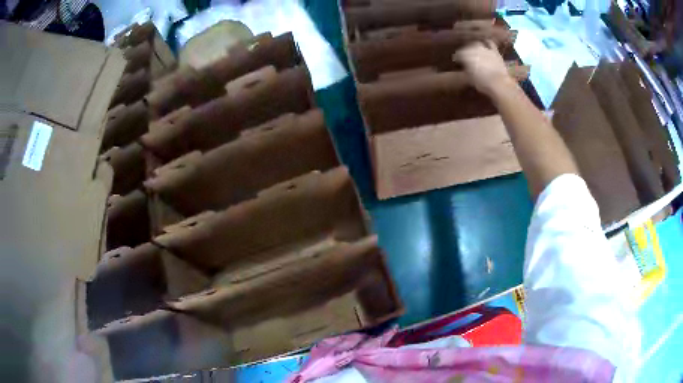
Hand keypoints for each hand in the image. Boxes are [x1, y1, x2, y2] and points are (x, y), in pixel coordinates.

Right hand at [453, 41, 512, 96]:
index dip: (457, 59)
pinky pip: (489, 43)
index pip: (457, 55)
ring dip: (474, 47)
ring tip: (475, 51)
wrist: (499, 83)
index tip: (457, 63)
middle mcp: (473, 49)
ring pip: (476, 44)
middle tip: (466, 58)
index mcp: (464, 56)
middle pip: (466, 48)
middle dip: (465, 53)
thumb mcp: (469, 79)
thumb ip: (465, 70)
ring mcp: (484, 48)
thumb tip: (464, 67)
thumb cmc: (482, 83)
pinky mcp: (494, 51)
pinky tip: (486, 45)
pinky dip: (486, 43)